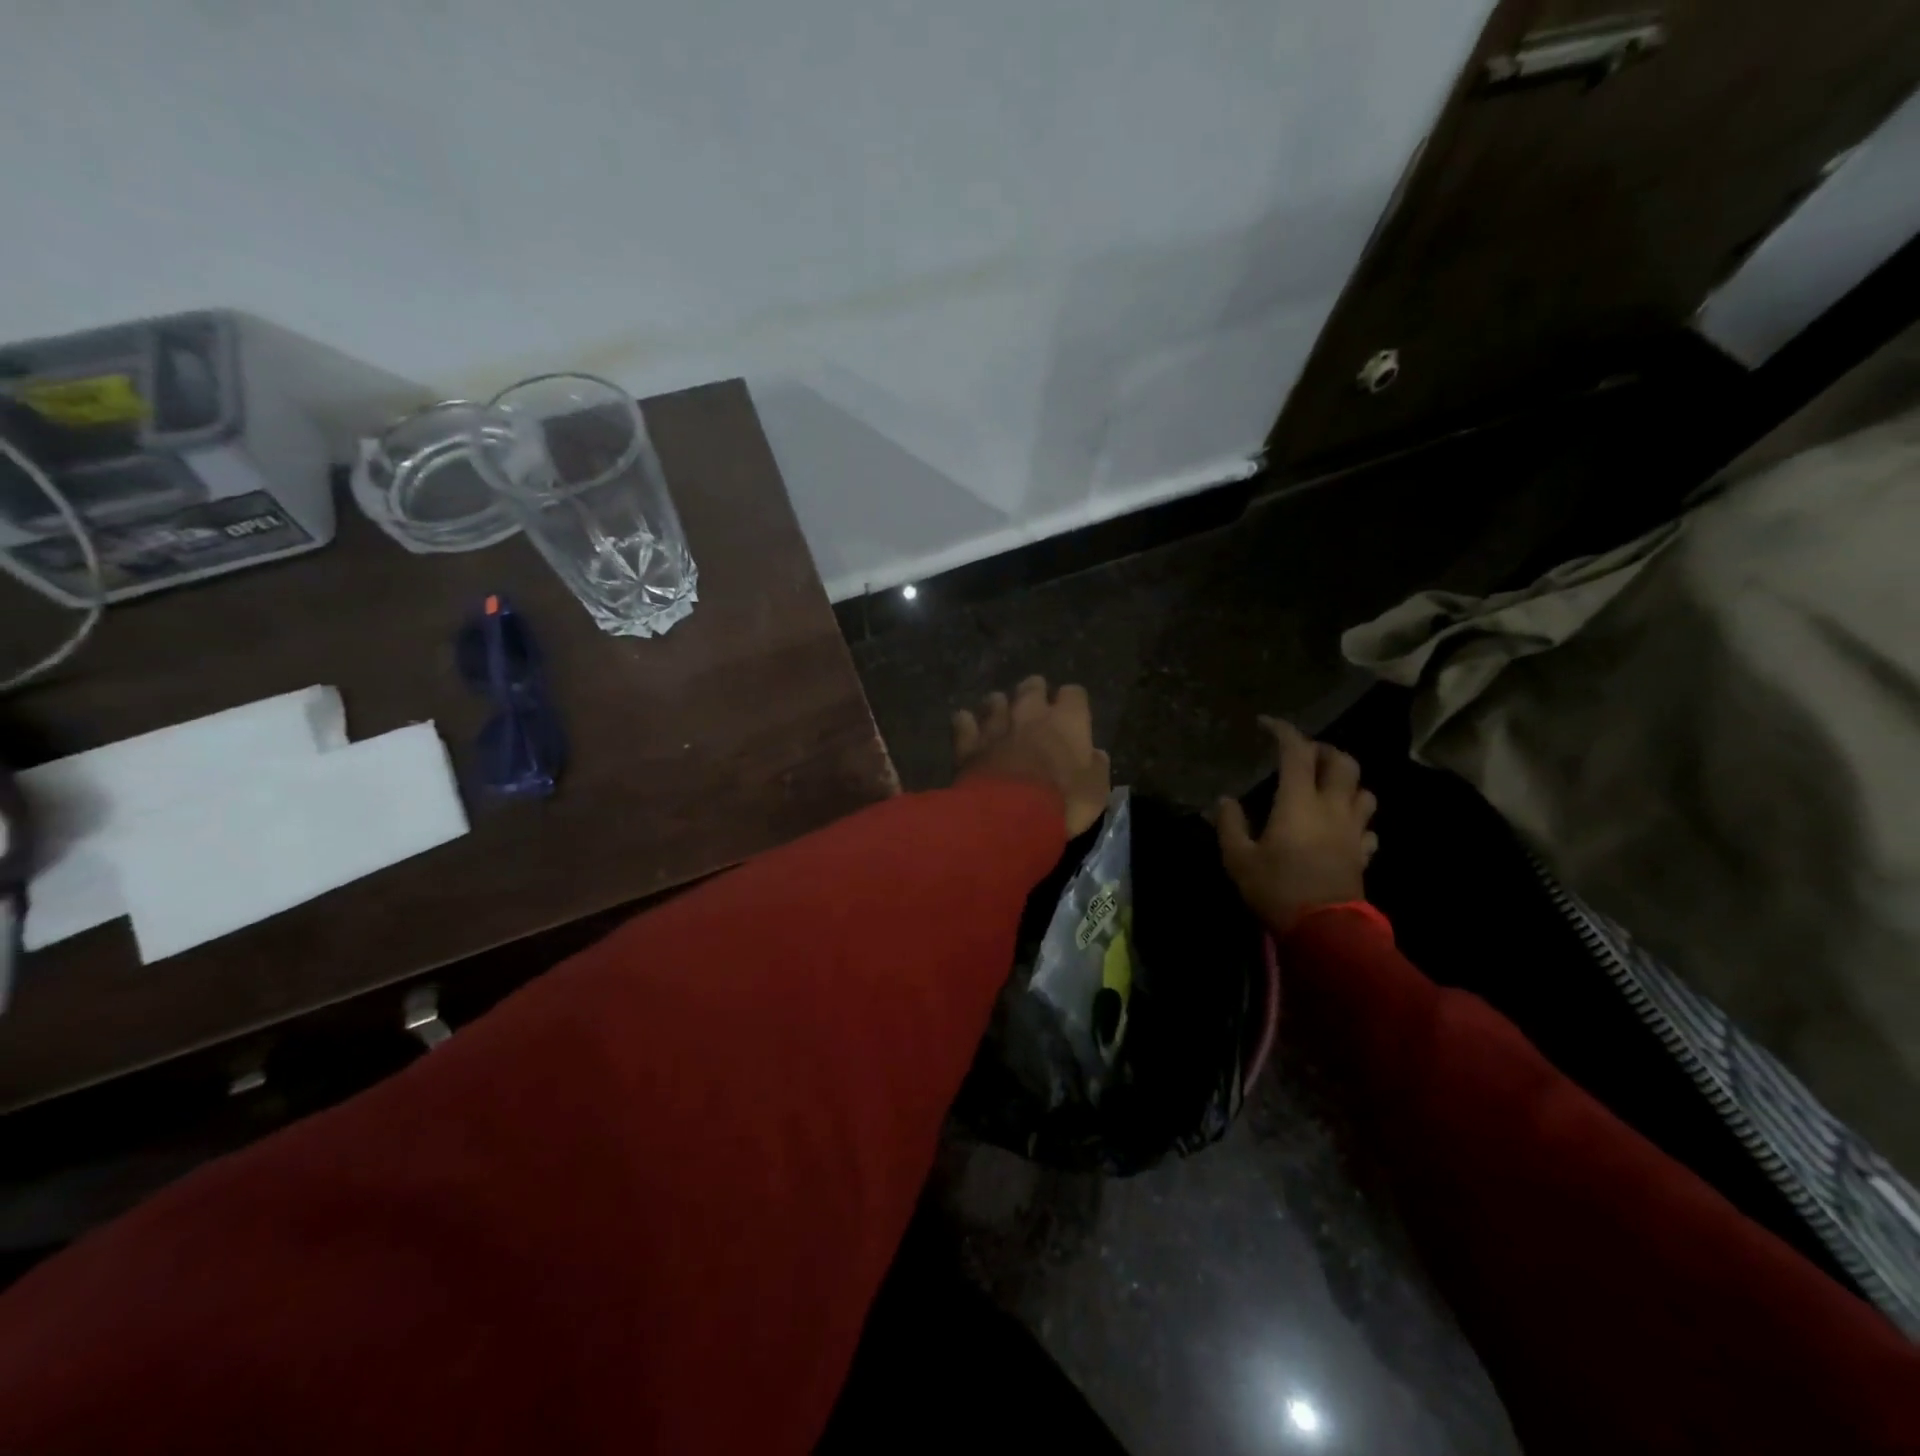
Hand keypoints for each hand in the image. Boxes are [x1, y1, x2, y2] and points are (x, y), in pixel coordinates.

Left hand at [953, 676, 1111, 835]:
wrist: (1010, 816)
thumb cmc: (1063, 802)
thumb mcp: (1096, 792)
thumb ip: (1097, 768)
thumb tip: (1095, 754)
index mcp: (1067, 720)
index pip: (1074, 693)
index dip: (1073, 703)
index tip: (1074, 715)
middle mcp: (1030, 713)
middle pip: (1032, 686)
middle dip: (1035, 693)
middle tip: (1035, 709)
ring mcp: (995, 725)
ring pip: (995, 700)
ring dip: (999, 707)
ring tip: (1001, 720)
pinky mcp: (968, 743)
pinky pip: (963, 721)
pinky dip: (966, 724)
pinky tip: (968, 731)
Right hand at [1217, 717, 1379, 936]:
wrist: (1325, 930)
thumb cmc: (1277, 888)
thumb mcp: (1238, 858)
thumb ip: (1230, 824)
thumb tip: (1226, 800)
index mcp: (1299, 801)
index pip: (1296, 752)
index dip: (1282, 731)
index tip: (1266, 724)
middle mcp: (1332, 807)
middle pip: (1343, 762)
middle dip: (1324, 750)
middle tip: (1303, 755)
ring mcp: (1353, 830)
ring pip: (1364, 791)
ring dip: (1347, 782)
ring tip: (1327, 787)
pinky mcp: (1363, 854)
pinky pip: (1367, 827)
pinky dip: (1356, 819)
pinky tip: (1341, 828)